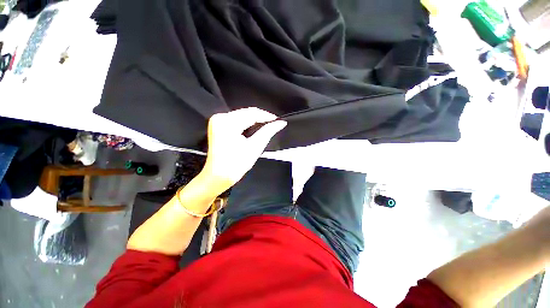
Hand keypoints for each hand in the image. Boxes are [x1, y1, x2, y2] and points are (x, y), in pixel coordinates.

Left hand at [200, 108, 286, 192]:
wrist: (218, 176)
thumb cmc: (235, 165)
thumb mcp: (255, 147)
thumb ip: (268, 132)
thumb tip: (280, 123)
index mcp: (228, 123)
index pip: (251, 113)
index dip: (266, 116)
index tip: (277, 121)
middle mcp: (220, 118)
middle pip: (246, 113)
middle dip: (261, 118)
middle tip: (273, 124)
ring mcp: (217, 121)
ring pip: (241, 115)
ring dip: (254, 120)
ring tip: (266, 126)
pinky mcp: (217, 125)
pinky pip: (235, 119)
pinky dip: (246, 123)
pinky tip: (254, 128)